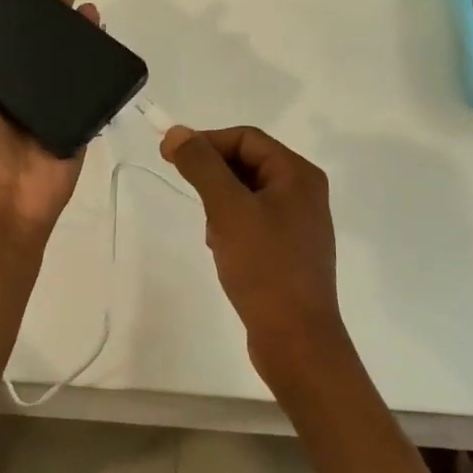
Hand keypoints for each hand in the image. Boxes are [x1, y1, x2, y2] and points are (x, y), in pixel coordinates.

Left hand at [0, 0, 99, 238]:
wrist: (5, 204)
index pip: (10, 45)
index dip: (21, 17)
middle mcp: (25, 95)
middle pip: (45, 47)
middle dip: (57, 14)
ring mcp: (54, 110)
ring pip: (71, 65)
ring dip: (82, 36)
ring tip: (91, 7)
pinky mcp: (77, 124)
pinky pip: (92, 95)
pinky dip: (102, 72)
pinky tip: (110, 45)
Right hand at [160, 124, 351, 385]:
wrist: (296, 339)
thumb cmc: (264, 267)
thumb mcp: (228, 209)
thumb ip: (202, 166)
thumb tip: (177, 132)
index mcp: (297, 175)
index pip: (246, 138)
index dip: (206, 141)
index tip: (169, 156)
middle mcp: (303, 192)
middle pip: (248, 163)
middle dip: (213, 174)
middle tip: (184, 189)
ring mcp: (298, 223)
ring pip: (247, 193)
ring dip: (220, 202)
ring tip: (210, 230)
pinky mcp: (289, 250)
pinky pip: (253, 221)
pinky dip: (231, 226)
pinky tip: (222, 250)